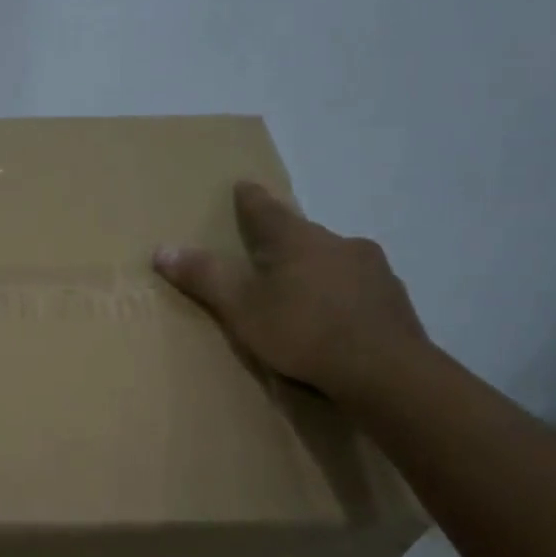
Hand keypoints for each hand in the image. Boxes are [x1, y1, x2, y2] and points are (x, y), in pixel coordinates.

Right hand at [153, 181, 427, 400]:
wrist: (385, 371)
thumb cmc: (303, 333)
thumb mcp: (242, 309)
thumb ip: (205, 278)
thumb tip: (162, 249)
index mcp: (296, 239)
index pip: (265, 209)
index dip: (249, 199)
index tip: (243, 185)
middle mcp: (336, 242)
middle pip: (301, 234)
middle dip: (283, 242)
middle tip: (266, 256)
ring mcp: (372, 268)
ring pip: (333, 259)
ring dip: (315, 269)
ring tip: (301, 294)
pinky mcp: (393, 298)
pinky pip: (357, 287)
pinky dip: (341, 295)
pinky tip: (336, 320)